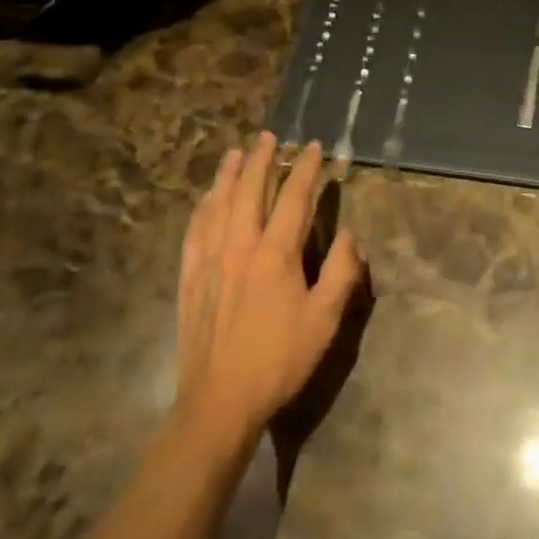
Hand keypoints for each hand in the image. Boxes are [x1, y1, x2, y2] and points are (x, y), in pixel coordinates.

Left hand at [173, 133, 363, 451]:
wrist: (219, 402)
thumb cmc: (279, 360)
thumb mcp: (325, 320)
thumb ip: (341, 272)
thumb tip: (349, 234)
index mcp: (276, 254)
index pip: (293, 198)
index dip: (305, 169)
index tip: (314, 148)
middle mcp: (240, 247)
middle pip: (249, 191)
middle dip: (261, 160)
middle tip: (269, 136)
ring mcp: (209, 261)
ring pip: (218, 205)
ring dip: (228, 175)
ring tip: (236, 153)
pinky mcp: (189, 278)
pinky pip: (194, 231)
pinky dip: (202, 208)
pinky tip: (205, 199)